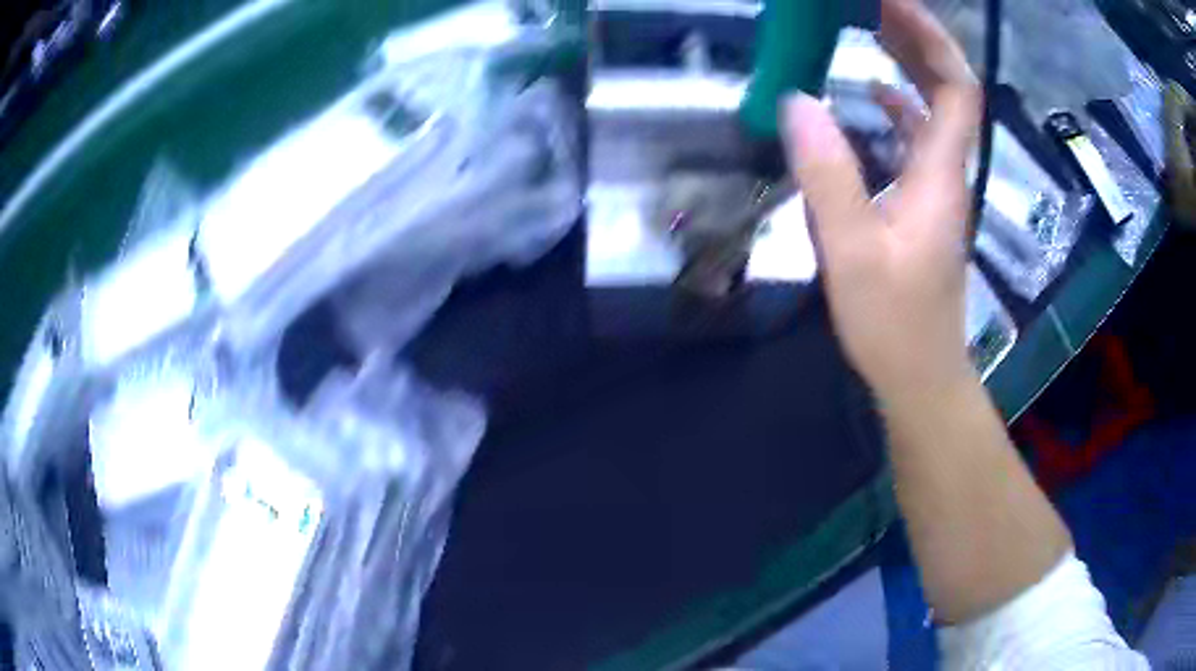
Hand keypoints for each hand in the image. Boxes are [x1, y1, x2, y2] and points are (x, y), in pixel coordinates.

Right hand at [781, 0, 980, 399]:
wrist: (920, 375)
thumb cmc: (894, 323)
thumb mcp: (852, 252)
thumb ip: (828, 175)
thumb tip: (797, 101)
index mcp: (939, 175)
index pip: (956, 89)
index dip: (932, 40)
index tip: (893, 3)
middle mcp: (946, 172)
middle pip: (951, 91)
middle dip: (918, 41)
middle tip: (873, 7)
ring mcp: (937, 189)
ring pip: (935, 113)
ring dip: (909, 68)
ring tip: (869, 31)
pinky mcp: (923, 206)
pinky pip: (918, 140)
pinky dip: (899, 107)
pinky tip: (871, 97)